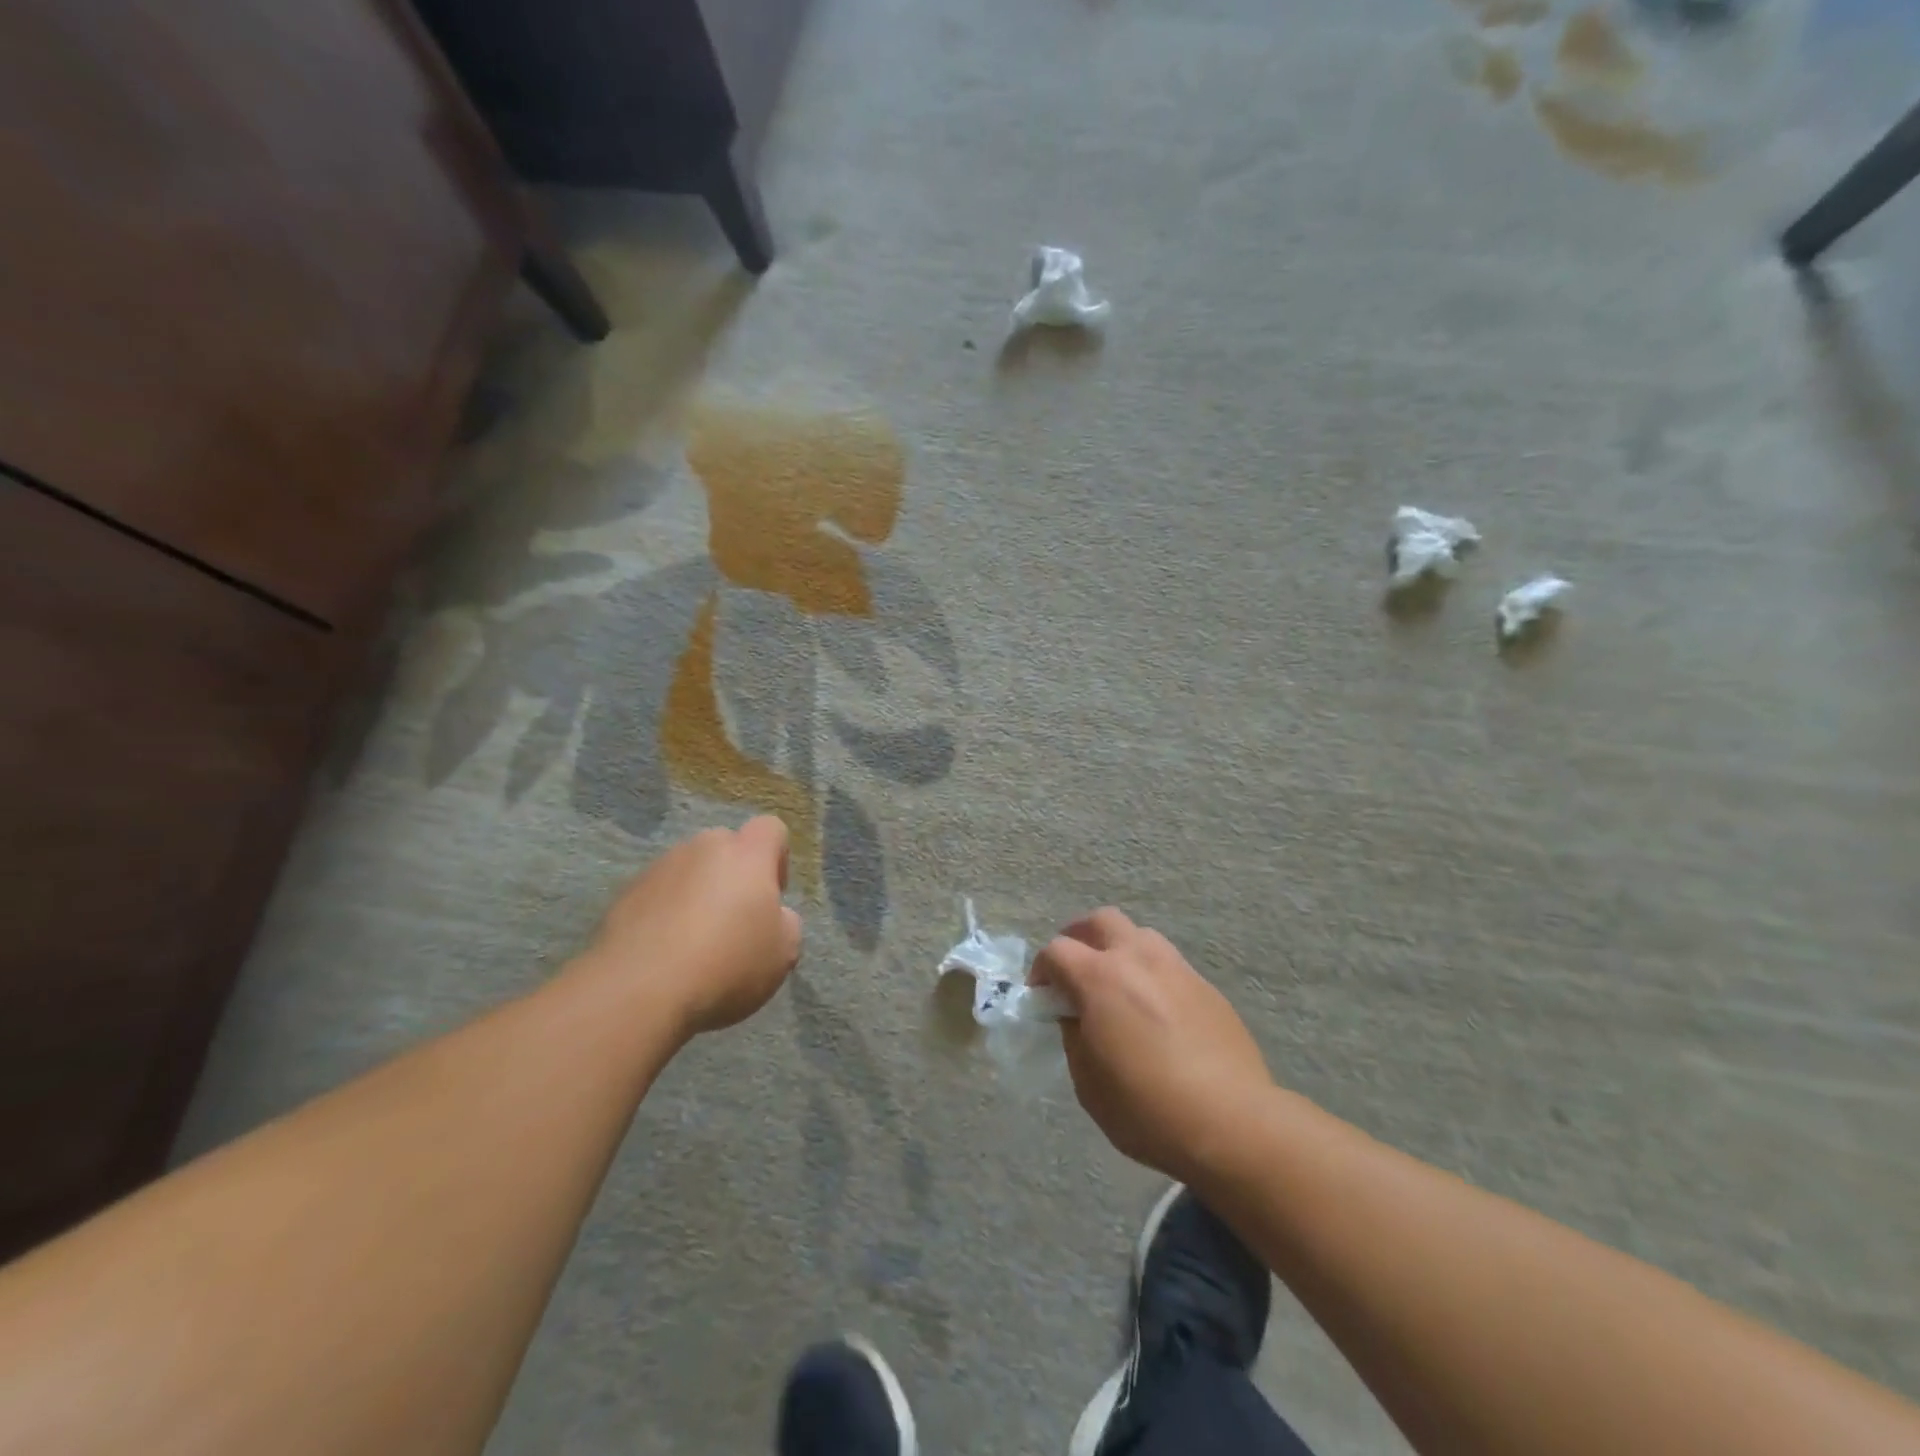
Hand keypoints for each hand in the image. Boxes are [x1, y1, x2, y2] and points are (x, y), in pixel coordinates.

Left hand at [581, 816, 802, 1036]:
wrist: (638, 990)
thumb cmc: (726, 964)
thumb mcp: (783, 952)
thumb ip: (785, 922)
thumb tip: (772, 915)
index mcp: (746, 854)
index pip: (770, 828)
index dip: (777, 858)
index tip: (772, 897)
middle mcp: (701, 849)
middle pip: (726, 847)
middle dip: (733, 876)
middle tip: (734, 922)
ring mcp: (658, 869)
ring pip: (688, 871)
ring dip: (696, 895)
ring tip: (694, 944)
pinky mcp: (624, 895)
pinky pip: (657, 895)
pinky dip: (664, 915)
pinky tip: (664, 954)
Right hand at [1031, 908, 1272, 1183]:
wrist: (1231, 1123)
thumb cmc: (1146, 1108)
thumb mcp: (1088, 1082)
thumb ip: (1074, 1036)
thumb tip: (1076, 1016)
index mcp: (1100, 978)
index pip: (1057, 950)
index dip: (1041, 970)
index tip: (1041, 996)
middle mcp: (1138, 959)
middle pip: (1100, 921)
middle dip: (1079, 937)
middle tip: (1074, 970)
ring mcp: (1177, 969)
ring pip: (1140, 936)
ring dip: (1119, 950)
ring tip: (1117, 987)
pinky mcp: (1206, 987)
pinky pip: (1169, 965)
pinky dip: (1151, 975)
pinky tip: (1155, 1012)